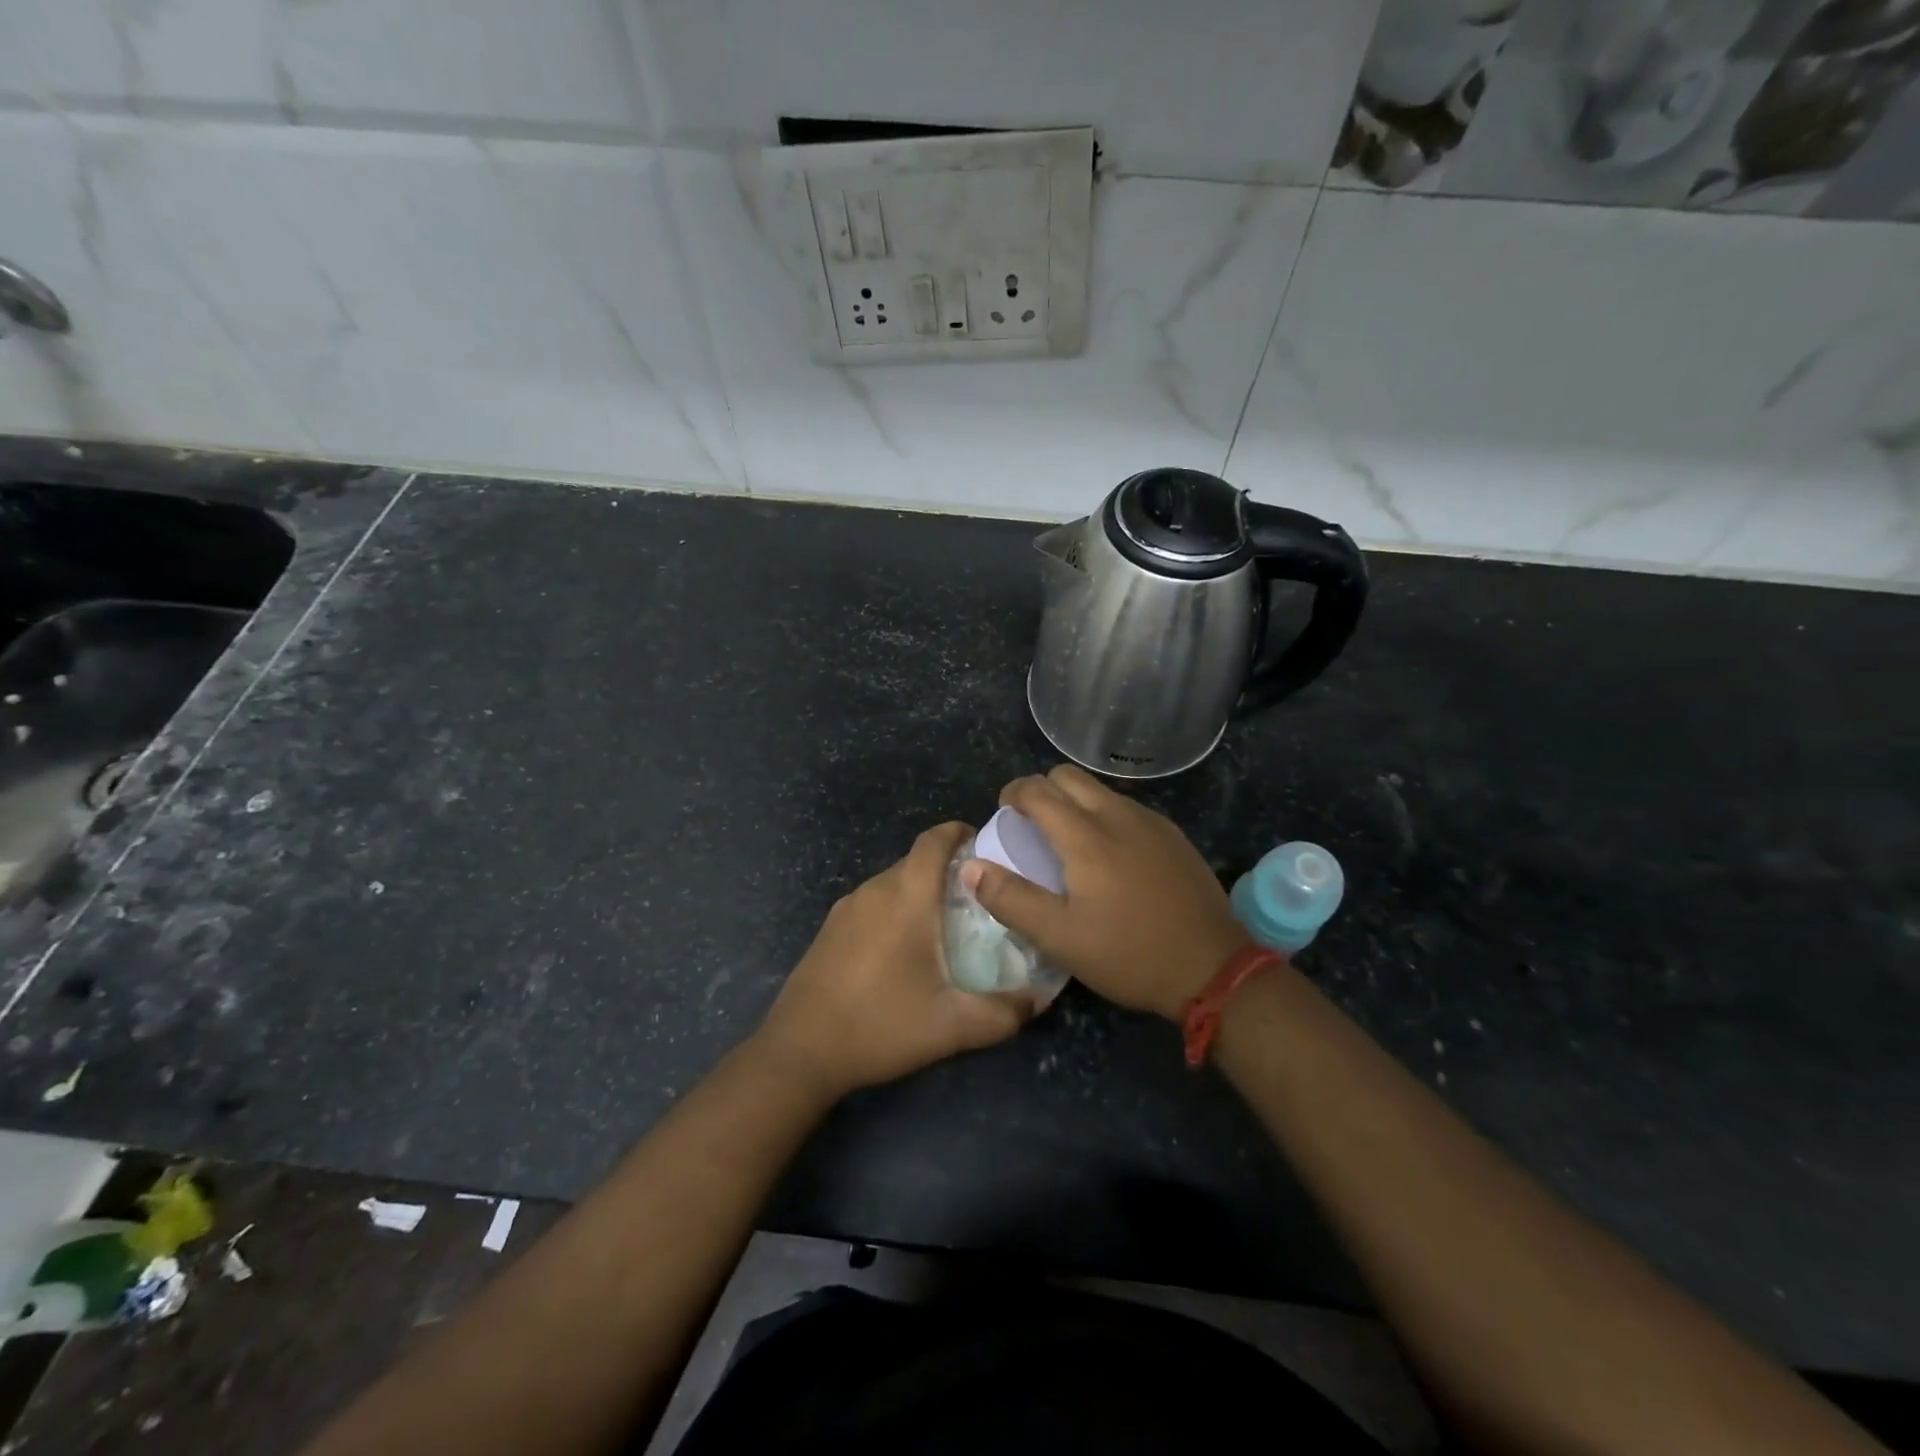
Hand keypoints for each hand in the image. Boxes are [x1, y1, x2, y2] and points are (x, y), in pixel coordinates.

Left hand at [754, 822, 1032, 1101]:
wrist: (799, 1051)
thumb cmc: (880, 1026)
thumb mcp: (952, 1027)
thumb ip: (1003, 1013)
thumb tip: (1040, 1000)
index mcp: (906, 897)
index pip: (933, 840)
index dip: (960, 832)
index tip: (986, 847)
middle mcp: (874, 890)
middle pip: (916, 860)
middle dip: (949, 869)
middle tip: (979, 898)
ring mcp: (846, 908)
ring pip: (893, 882)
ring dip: (920, 891)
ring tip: (946, 924)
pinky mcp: (829, 928)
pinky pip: (872, 902)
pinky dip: (895, 908)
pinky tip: (904, 949)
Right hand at [961, 765, 1247, 1021]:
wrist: (1212, 969)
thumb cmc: (1128, 954)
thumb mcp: (1059, 937)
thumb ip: (1010, 898)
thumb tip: (969, 867)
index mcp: (1086, 835)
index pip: (1038, 789)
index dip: (1013, 793)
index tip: (1004, 813)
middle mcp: (1118, 815)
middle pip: (1069, 776)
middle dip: (1043, 790)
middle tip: (1032, 825)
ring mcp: (1152, 823)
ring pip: (1101, 790)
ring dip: (1075, 802)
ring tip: (1069, 841)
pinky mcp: (1174, 837)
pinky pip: (1128, 808)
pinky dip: (1105, 816)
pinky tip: (1111, 856)